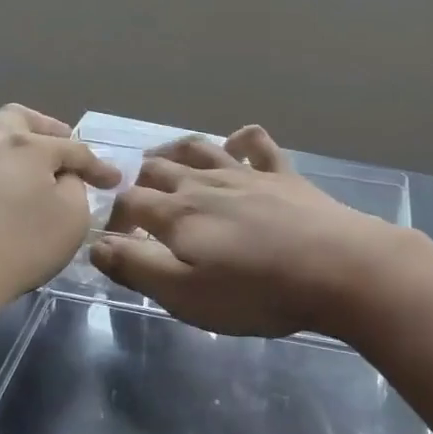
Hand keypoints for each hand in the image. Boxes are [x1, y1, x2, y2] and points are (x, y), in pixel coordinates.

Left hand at [0, 105, 120, 314]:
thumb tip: (64, 179)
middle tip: (58, 145)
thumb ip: (75, 191)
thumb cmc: (20, 246)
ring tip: (7, 159)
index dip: (97, 165)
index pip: (73, 149)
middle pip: (17, 117)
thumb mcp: (72, 220)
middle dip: (42, 127)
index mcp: (29, 147)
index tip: (113, 181)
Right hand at [92, 126, 402, 336]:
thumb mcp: (185, 294)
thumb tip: (96, 245)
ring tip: (163, 160)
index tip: (116, 240)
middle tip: (137, 200)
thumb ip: (137, 266)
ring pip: (199, 149)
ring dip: (174, 152)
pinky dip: (239, 139)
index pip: (130, 202)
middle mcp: (205, 183)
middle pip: (159, 169)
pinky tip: (234, 145)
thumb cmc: (256, 291)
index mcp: (177, 213)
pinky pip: (256, 143)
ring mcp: (246, 174)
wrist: (336, 268)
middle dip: (140, 181)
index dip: (115, 218)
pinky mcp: (282, 174)